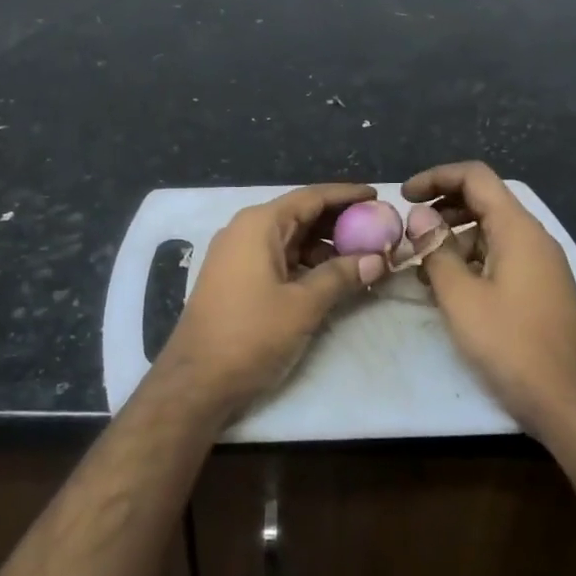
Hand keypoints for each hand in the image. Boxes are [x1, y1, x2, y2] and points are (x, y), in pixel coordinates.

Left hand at [155, 182, 386, 420]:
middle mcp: (245, 231)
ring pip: (291, 240)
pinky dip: (307, 264)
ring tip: (364, 258)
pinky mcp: (236, 278)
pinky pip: (279, 259)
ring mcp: (238, 255)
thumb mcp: (303, 305)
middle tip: (378, 230)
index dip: (346, 195)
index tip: (378, 196)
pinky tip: (333, 278)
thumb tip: (378, 259)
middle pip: (301, 215)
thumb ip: (341, 276)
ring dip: (325, 247)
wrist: (197, 380)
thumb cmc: (251, 334)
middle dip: (340, 222)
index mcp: (259, 225)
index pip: (311, 197)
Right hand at [402, 161, 575, 440]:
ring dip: (453, 239)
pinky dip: (470, 261)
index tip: (404, 197)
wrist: (569, 401)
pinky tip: (446, 288)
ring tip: (420, 265)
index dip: (436, 178)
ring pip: (490, 232)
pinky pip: (499, 257)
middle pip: (484, 201)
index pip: (475, 177)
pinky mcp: (539, 289)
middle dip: (442, 209)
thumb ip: (436, 250)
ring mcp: (540, 264)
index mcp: (517, 229)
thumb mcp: (461, 297)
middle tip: (408, 231)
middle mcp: (533, 238)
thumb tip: (419, 217)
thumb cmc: (511, 344)